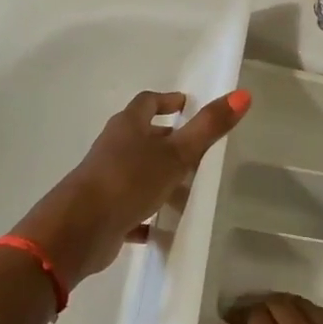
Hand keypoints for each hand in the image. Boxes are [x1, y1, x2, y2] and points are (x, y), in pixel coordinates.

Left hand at [12, 88, 250, 284]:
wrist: (79, 230)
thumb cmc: (129, 180)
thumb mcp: (177, 153)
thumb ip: (208, 127)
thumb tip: (243, 94)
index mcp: (128, 127)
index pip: (147, 103)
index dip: (166, 101)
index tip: (185, 104)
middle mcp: (113, 149)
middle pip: (141, 137)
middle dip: (165, 139)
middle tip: (194, 147)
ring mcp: (105, 180)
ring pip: (136, 172)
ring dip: (158, 176)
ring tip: (187, 188)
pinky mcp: (104, 211)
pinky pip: (130, 208)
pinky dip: (146, 213)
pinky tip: (163, 227)